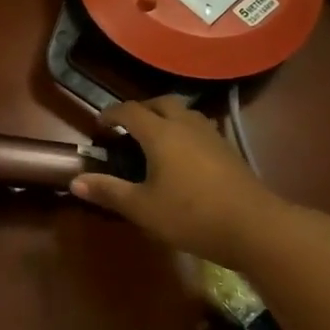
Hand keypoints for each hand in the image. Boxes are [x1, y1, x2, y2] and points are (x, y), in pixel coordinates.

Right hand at [70, 97, 283, 266]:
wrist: (254, 227)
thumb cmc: (191, 215)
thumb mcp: (142, 208)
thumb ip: (109, 191)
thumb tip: (75, 181)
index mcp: (160, 133)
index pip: (129, 111)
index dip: (111, 115)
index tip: (99, 126)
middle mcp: (185, 125)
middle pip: (160, 102)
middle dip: (141, 110)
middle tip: (127, 129)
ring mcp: (211, 135)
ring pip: (184, 113)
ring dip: (165, 118)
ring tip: (154, 139)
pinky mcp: (228, 150)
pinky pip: (199, 128)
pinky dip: (184, 132)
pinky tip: (183, 157)